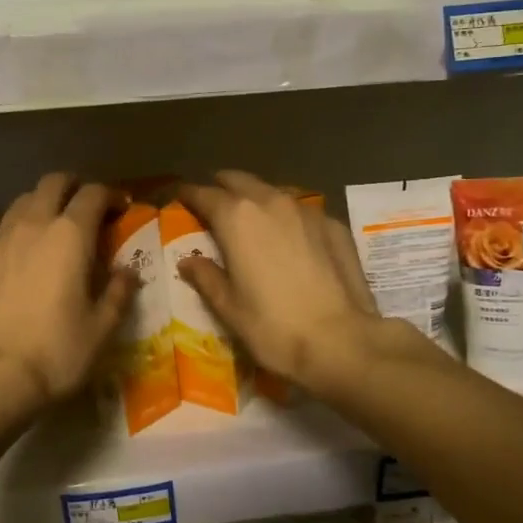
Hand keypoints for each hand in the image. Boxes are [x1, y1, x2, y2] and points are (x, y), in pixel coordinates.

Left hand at [0, 174, 135, 418]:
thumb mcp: (102, 329)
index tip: (121, 208)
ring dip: (42, 206)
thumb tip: (127, 273)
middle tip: (85, 209)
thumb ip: (118, 293)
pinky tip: (21, 263)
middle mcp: (32, 226)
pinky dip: (17, 235)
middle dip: (73, 187)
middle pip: (52, 183)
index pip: (93, 194)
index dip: (111, 195)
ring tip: (52, 231)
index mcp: (70, 235)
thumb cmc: (55, 352)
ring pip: (21, 203)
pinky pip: (0, 233)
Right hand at [178, 171, 381, 393]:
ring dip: (257, 198)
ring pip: (273, 191)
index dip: (189, 195)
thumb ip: (206, 277)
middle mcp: (271, 202)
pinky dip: (287, 216)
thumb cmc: (273, 327)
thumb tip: (188, 261)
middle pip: (240, 180)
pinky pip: (302, 210)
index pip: (204, 194)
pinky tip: (290, 237)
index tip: (180, 196)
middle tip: (213, 200)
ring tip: (251, 216)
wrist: (341, 341)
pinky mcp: (334, 225)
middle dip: (223, 186)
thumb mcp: (229, 308)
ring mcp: (307, 210)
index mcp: (237, 218)